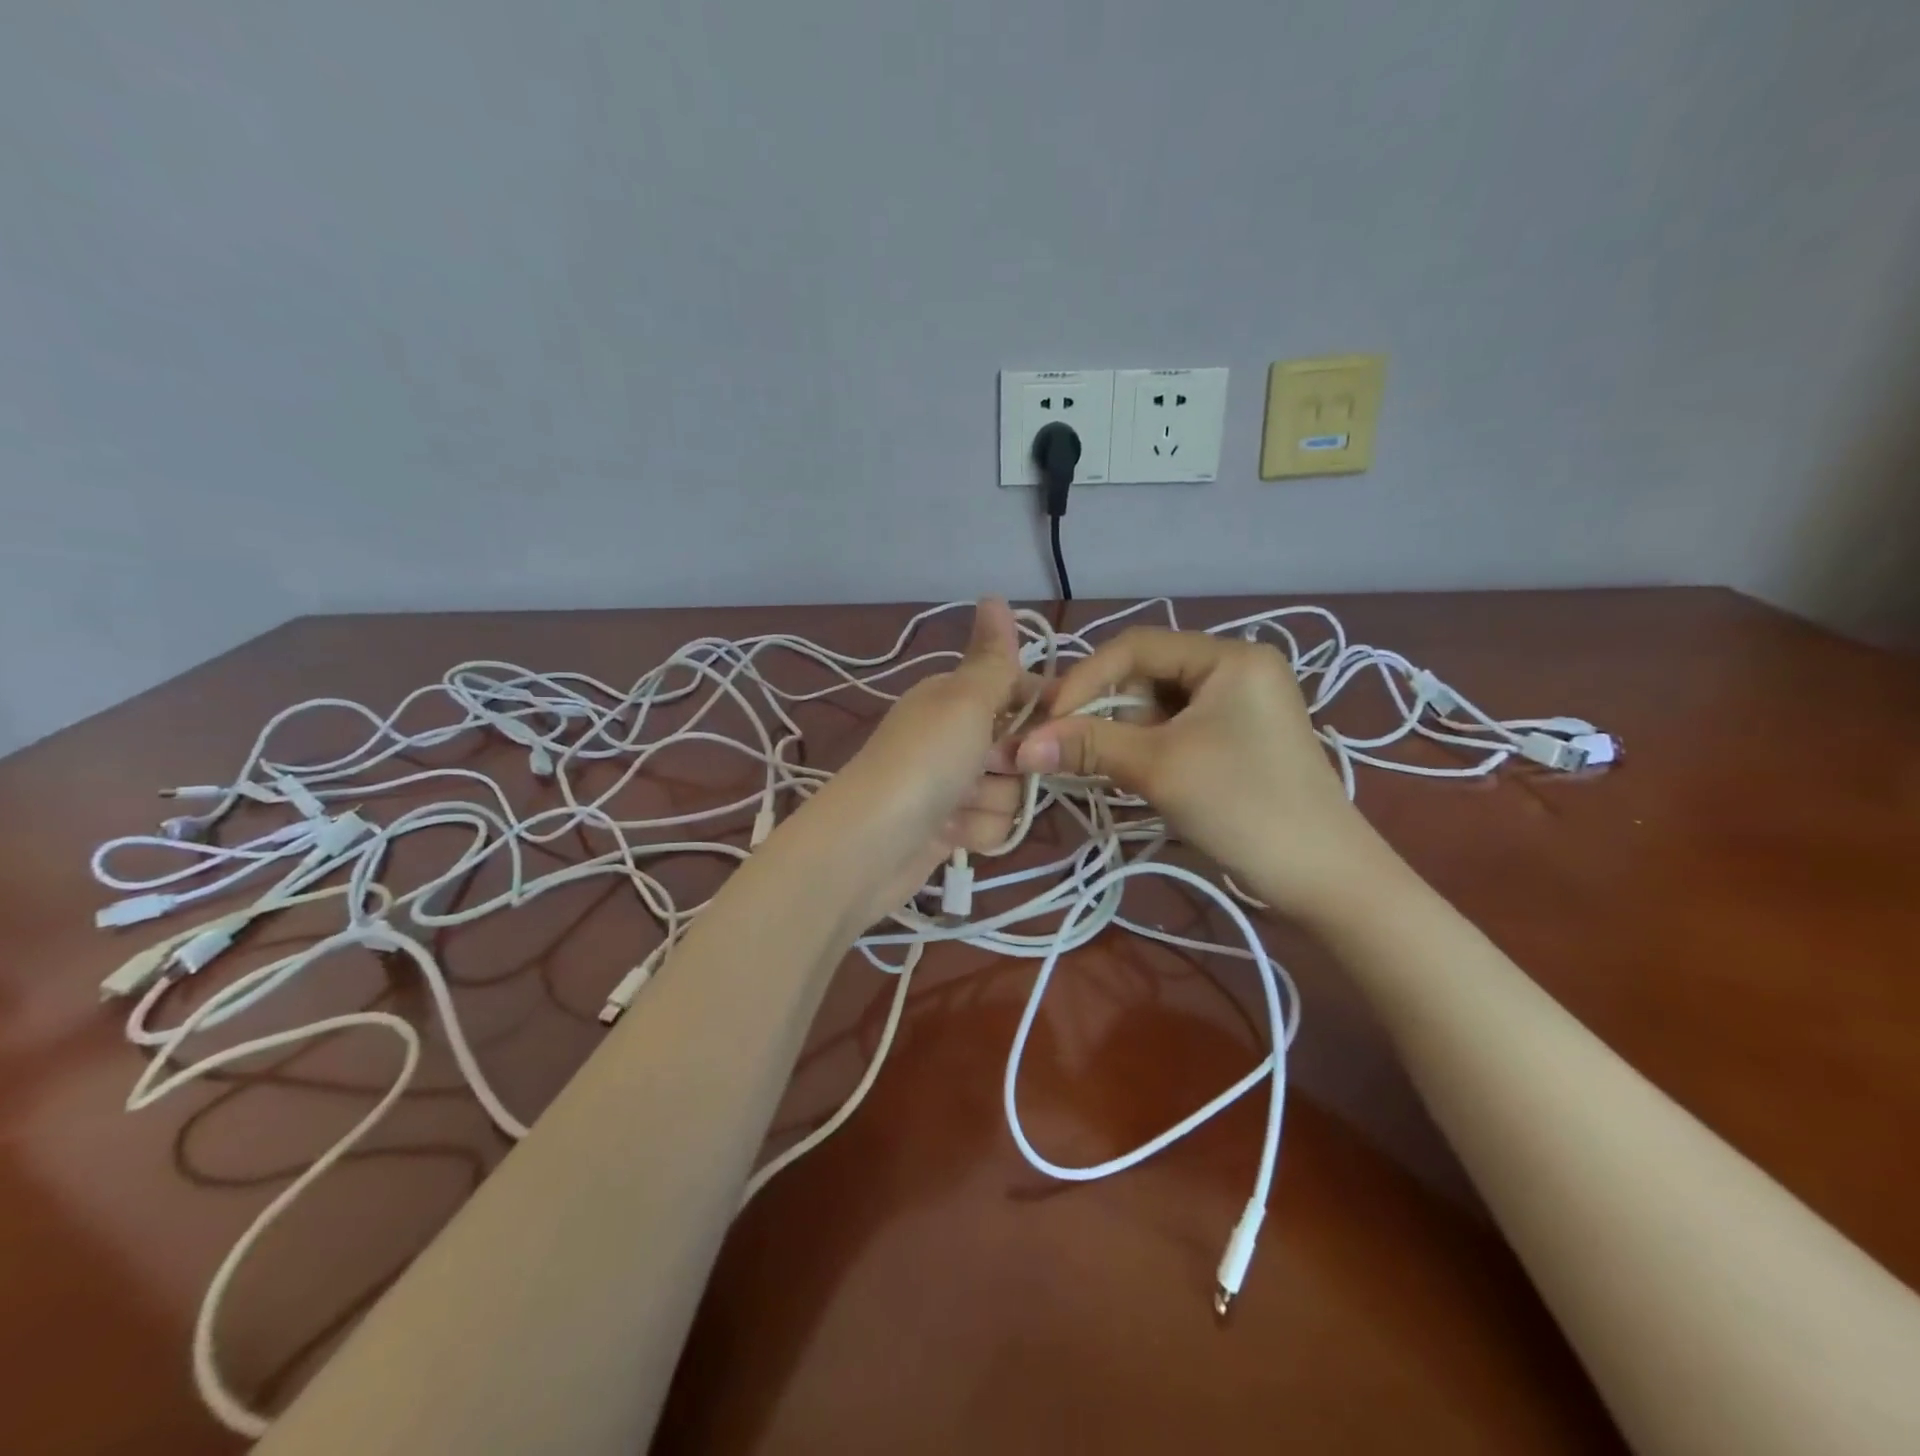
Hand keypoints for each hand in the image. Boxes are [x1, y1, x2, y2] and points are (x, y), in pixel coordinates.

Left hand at [811, 598, 1029, 923]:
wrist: (869, 846)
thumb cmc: (923, 762)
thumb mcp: (965, 701)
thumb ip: (993, 657)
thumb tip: (994, 594)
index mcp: (955, 695)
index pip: (1024, 692)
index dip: (1045, 713)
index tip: (1056, 730)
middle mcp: (955, 734)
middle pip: (1023, 747)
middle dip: (1012, 765)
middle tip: (986, 767)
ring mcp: (951, 782)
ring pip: (1011, 791)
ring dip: (990, 802)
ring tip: (956, 806)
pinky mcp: (950, 826)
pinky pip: (991, 825)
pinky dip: (975, 832)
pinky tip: (948, 833)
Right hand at [1012, 627, 1391, 924]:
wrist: (1325, 879)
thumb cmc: (1243, 806)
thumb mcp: (1158, 767)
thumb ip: (1087, 746)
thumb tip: (1019, 745)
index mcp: (1229, 656)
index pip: (1136, 646)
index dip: (1084, 679)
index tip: (1048, 722)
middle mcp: (1236, 669)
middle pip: (1145, 676)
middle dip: (1106, 712)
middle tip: (1073, 751)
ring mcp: (1240, 707)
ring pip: (1157, 707)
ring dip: (1124, 736)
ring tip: (1110, 770)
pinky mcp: (1238, 741)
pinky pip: (1176, 731)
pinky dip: (1147, 751)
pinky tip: (1137, 777)